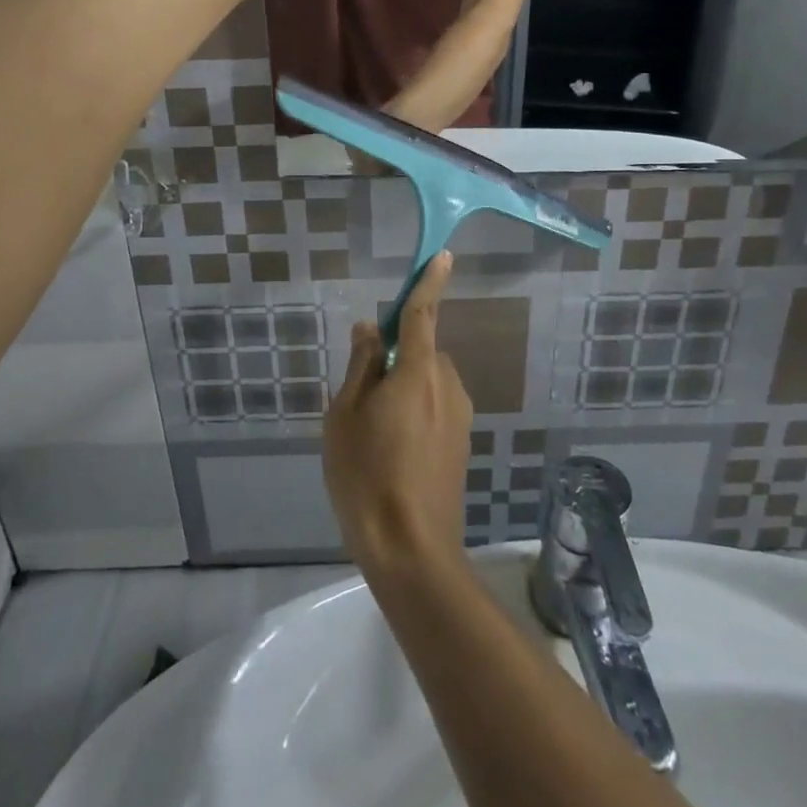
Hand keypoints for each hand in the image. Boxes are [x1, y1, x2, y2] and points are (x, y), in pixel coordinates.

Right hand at [323, 253, 472, 577]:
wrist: (412, 550)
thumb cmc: (367, 477)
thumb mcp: (345, 416)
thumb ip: (361, 366)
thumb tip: (371, 329)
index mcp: (418, 372)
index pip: (423, 314)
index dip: (429, 282)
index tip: (442, 256)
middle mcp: (447, 385)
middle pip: (421, 351)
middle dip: (396, 358)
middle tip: (361, 397)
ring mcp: (460, 416)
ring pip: (428, 381)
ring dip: (405, 388)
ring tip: (374, 434)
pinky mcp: (462, 441)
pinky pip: (436, 406)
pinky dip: (416, 411)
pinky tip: (394, 452)